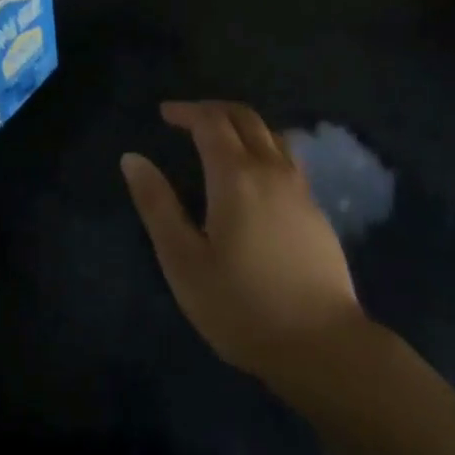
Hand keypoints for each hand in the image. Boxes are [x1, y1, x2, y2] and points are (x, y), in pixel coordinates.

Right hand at [121, 101, 368, 393]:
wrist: (321, 344)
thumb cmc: (241, 306)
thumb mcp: (183, 261)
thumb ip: (157, 205)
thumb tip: (132, 159)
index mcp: (235, 176)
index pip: (210, 122)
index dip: (186, 111)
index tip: (164, 114)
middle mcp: (271, 170)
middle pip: (245, 118)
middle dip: (214, 110)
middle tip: (187, 119)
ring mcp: (300, 188)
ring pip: (272, 134)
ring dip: (242, 125)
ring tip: (219, 139)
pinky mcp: (316, 210)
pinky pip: (287, 158)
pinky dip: (263, 146)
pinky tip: (254, 174)